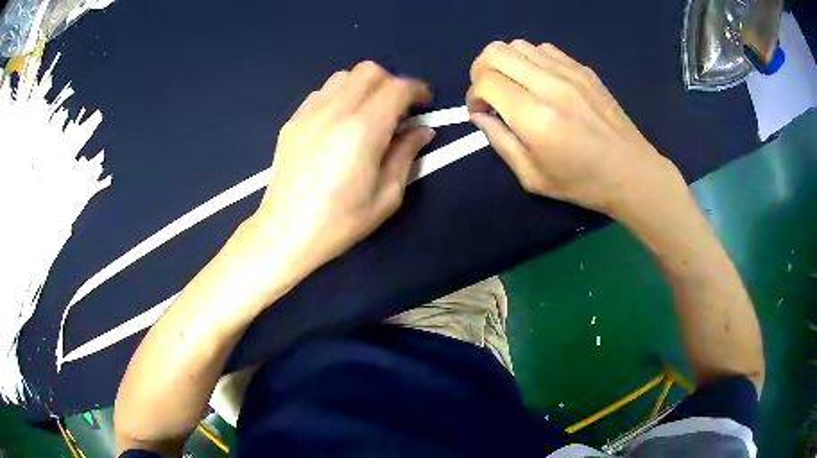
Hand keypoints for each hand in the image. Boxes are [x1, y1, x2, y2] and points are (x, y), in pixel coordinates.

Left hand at [248, 61, 433, 278]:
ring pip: (343, 77)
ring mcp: (308, 114)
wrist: (285, 232)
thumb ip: (407, 154)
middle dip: (391, 82)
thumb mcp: (387, 195)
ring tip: (368, 113)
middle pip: (369, 70)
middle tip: (398, 108)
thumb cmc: (340, 221)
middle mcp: (334, 112)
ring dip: (363, 86)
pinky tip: (340, 123)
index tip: (424, 103)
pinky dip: (339, 97)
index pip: (397, 87)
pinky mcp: (292, 122)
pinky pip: (321, 93)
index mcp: (363, 131)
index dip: (417, 90)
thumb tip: (422, 130)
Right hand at [467, 40, 684, 219]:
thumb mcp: (532, 177)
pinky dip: (530, 59)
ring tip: (514, 86)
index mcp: (536, 117)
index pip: (486, 80)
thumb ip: (500, 142)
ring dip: (506, 62)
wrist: (632, 172)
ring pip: (518, 45)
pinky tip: (539, 81)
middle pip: (496, 51)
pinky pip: (544, 49)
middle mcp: (550, 85)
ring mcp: (569, 72)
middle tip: (489, 92)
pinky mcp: (583, 69)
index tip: (480, 111)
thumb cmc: (583, 183)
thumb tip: (480, 115)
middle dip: (481, 69)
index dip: (473, 94)